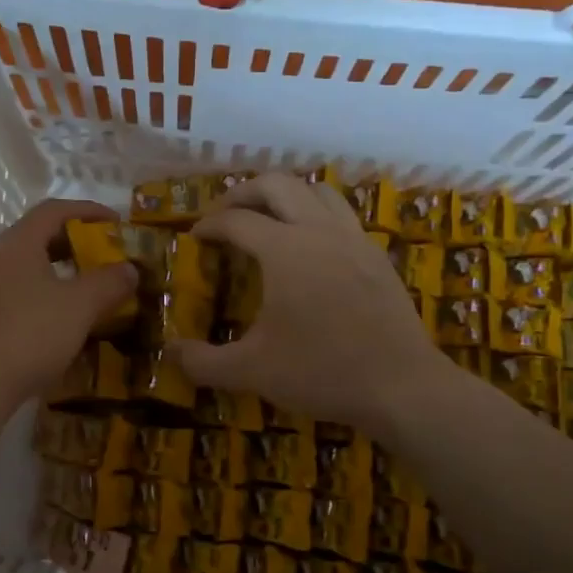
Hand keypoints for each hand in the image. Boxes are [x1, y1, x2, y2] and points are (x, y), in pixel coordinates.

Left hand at [0, 199, 136, 406]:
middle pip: (38, 238)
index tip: (116, 222)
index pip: (53, 210)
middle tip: (104, 255)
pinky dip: (47, 300)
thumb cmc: (32, 332)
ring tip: (89, 290)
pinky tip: (65, 323)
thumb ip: (109, 283)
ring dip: (60, 275)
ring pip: (28, 271)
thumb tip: (130, 269)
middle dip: (74, 243)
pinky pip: (21, 298)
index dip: (87, 210)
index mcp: (19, 245)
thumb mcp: (80, 305)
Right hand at [172, 174, 442, 436]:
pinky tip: (310, 247)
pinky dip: (317, 215)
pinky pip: (342, 215)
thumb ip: (203, 361)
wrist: (402, 387)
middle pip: (278, 184)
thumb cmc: (322, 372)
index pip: (236, 220)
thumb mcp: (251, 371)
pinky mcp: (377, 256)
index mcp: (285, 250)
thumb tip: (170, 352)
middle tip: (224, 215)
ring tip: (268, 219)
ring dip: (286, 195)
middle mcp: (319, 231)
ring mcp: (354, 240)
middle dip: (243, 193)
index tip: (194, 237)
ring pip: (317, 191)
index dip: (209, 225)